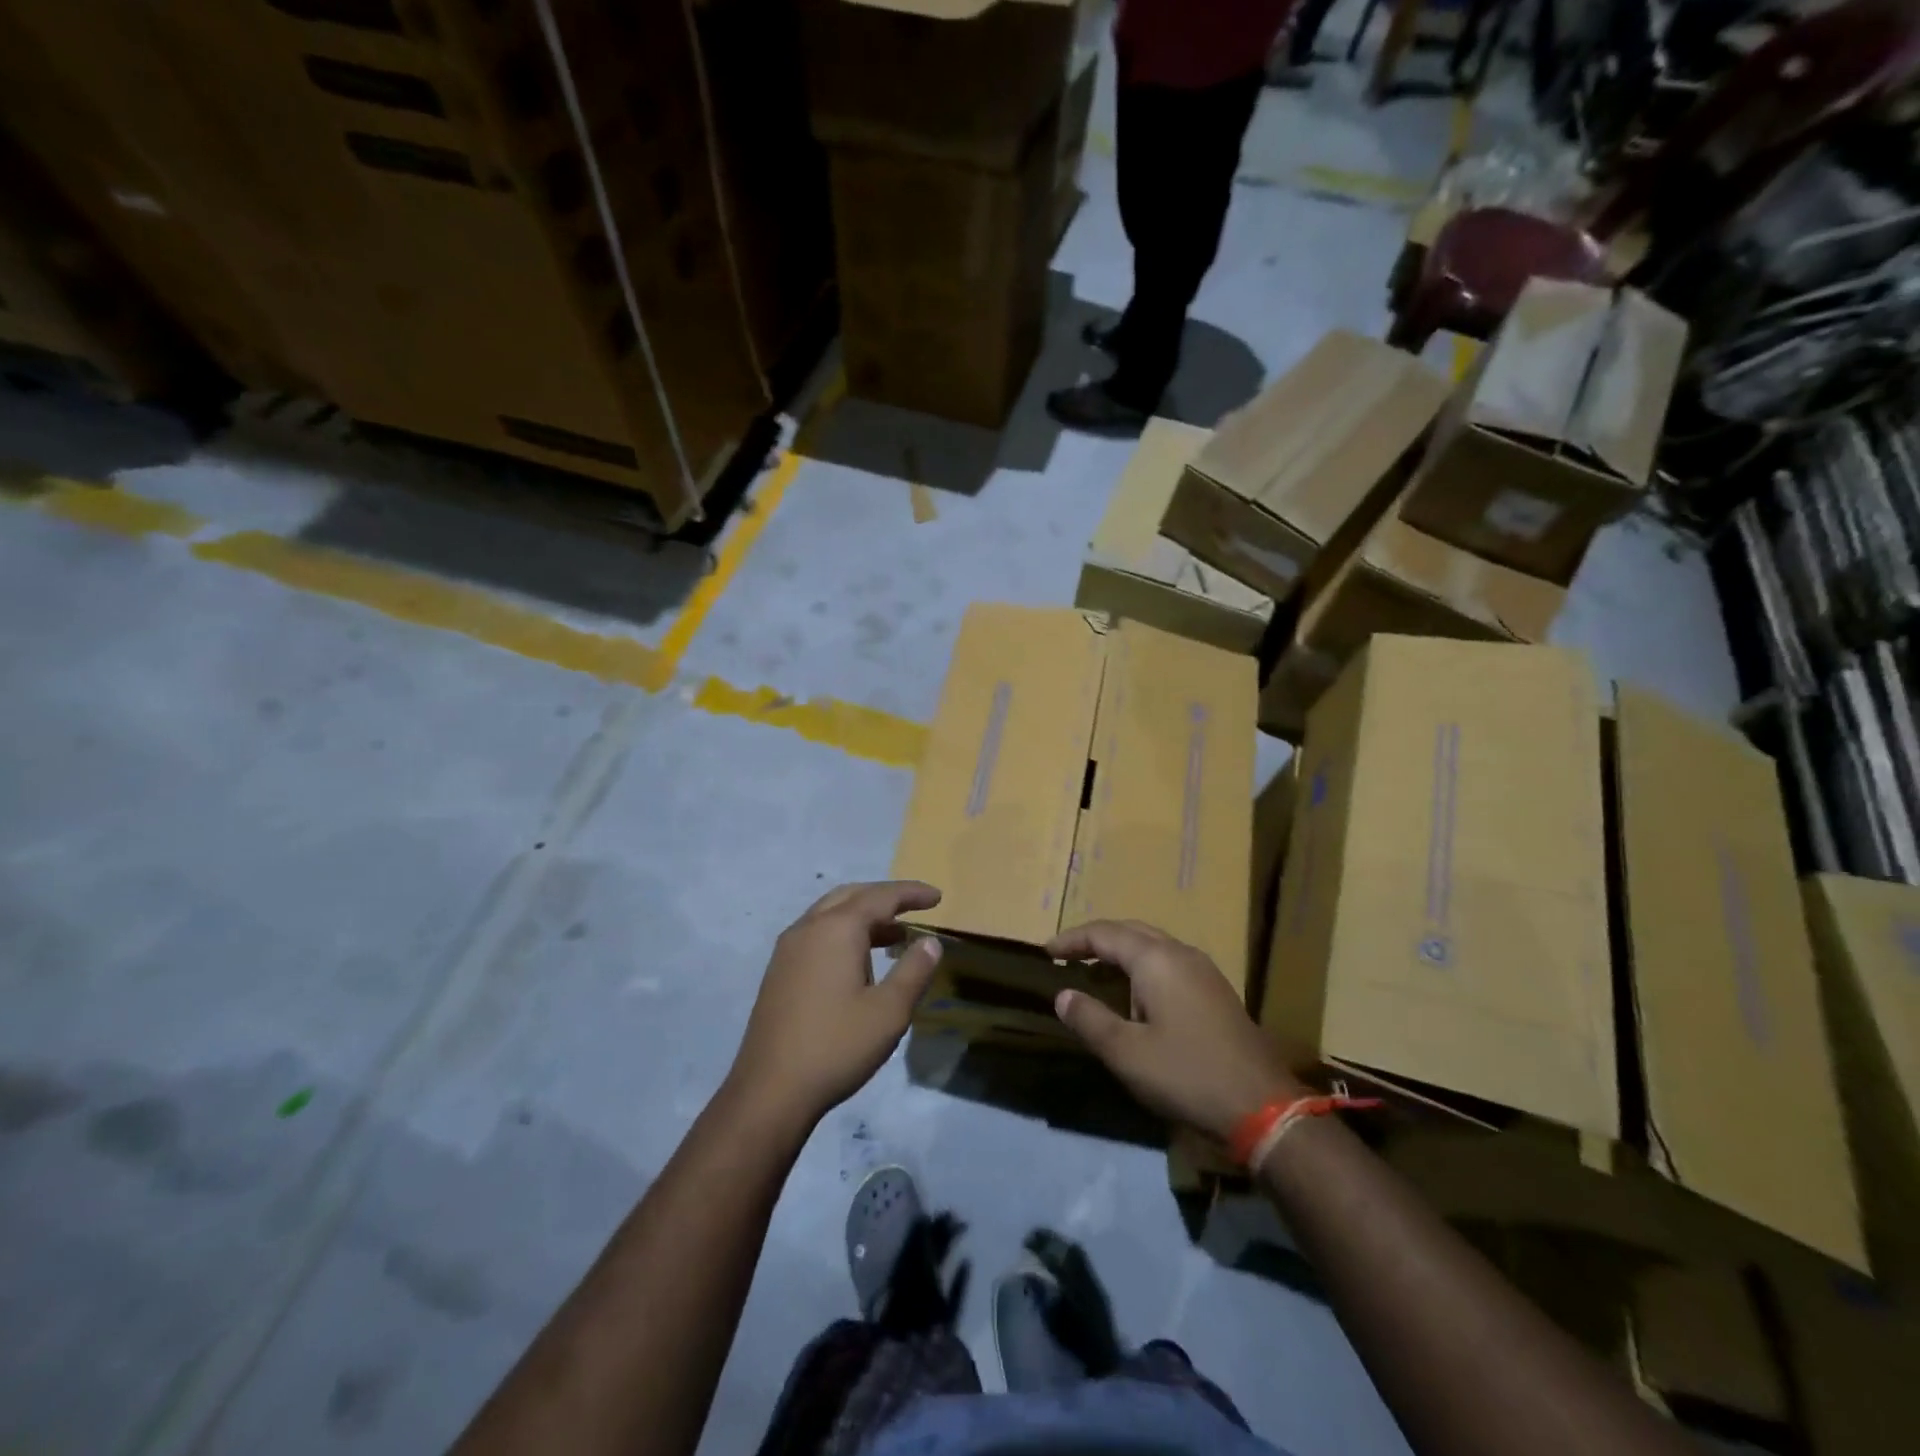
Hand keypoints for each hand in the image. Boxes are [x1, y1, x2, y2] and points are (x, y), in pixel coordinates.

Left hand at [729, 881, 943, 1128]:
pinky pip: (817, 933)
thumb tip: (930, 942)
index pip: (881, 896)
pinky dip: (844, 932)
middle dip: (885, 898)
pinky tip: (859, 961)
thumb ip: (914, 970)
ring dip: (864, 916)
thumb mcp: (889, 1011)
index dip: (912, 893)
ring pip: (831, 913)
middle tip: (915, 908)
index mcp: (837, 929)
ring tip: (894, 936)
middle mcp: (809, 927)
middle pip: (852, 895)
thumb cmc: (836, 1046)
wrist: (770, 1090)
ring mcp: (788, 949)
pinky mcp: (779, 971)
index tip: (938, 897)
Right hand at [1047, 919, 1302, 1142]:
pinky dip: (1142, 966)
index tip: (1045, 952)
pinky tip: (1134, 994)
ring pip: (1153, 946)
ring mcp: (1203, 971)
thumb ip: (1089, 1019)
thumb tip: (1063, 995)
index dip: (1072, 940)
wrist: (1263, 1107)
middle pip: (1131, 931)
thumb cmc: (1187, 1074)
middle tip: (1067, 956)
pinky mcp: (1216, 991)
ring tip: (1095, 972)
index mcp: (1156, 960)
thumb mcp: (1126, 1053)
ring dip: (1121, 953)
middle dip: (1096, 940)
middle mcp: (1181, 954)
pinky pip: (1169, 962)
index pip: (1104, 934)